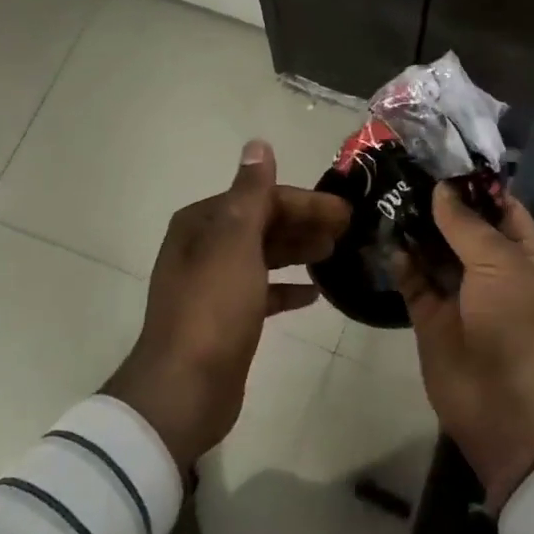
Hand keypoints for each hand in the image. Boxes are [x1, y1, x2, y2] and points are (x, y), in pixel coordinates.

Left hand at [103, 140, 348, 469]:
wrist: (184, 389)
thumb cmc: (214, 308)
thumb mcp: (235, 242)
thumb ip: (251, 193)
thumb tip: (258, 144)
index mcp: (202, 223)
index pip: (261, 198)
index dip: (304, 202)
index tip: (345, 211)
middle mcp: (204, 247)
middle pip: (263, 224)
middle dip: (304, 224)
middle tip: (349, 230)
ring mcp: (213, 284)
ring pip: (264, 256)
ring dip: (298, 250)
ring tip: (336, 253)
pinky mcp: (226, 318)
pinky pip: (262, 291)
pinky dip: (287, 288)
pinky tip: (314, 294)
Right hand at [404, 185, 533, 507]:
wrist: (510, 412)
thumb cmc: (520, 326)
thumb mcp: (502, 265)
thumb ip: (467, 225)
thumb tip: (441, 190)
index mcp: (524, 254)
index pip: (500, 207)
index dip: (474, 184)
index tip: (439, 157)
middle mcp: (492, 269)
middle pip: (462, 226)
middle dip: (436, 202)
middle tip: (400, 168)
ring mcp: (460, 294)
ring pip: (434, 252)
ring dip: (414, 227)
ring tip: (384, 192)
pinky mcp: (431, 318)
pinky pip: (413, 281)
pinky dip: (400, 260)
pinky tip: (383, 235)